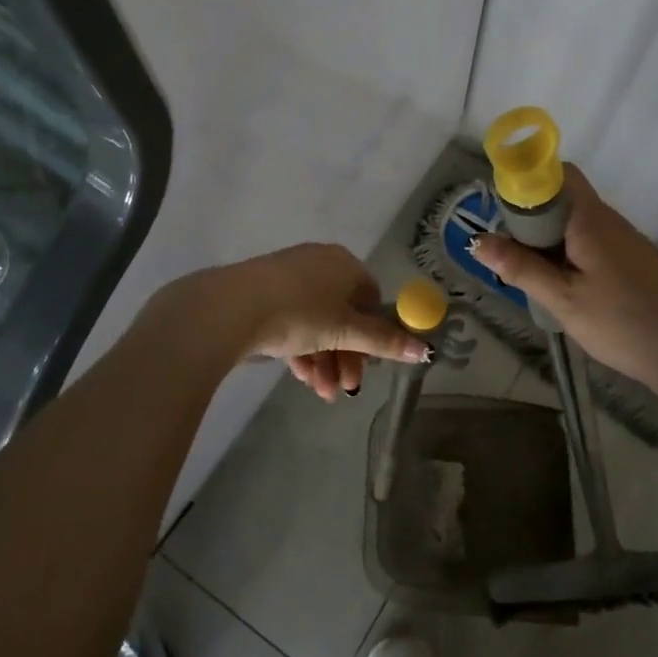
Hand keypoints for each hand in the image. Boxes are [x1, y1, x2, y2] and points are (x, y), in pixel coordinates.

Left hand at [209, 243, 430, 399]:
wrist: (232, 307)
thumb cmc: (300, 312)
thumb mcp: (345, 331)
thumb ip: (384, 341)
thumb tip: (425, 349)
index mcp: (344, 264)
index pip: (370, 298)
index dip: (373, 334)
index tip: (369, 365)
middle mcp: (319, 264)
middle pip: (343, 314)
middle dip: (346, 356)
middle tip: (344, 388)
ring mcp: (288, 277)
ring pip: (316, 322)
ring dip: (324, 360)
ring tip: (321, 392)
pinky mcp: (263, 293)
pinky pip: (292, 322)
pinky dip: (300, 349)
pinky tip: (300, 377)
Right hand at [471, 166, 657, 384]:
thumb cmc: (621, 320)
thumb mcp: (561, 297)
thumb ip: (519, 267)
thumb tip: (477, 240)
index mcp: (589, 218)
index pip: (557, 173)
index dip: (527, 181)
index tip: (501, 210)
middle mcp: (606, 220)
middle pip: (562, 198)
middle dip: (529, 217)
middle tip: (507, 251)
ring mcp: (621, 240)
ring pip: (573, 223)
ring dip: (546, 239)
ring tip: (526, 272)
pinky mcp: (628, 261)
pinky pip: (588, 242)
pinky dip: (566, 254)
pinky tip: (557, 285)